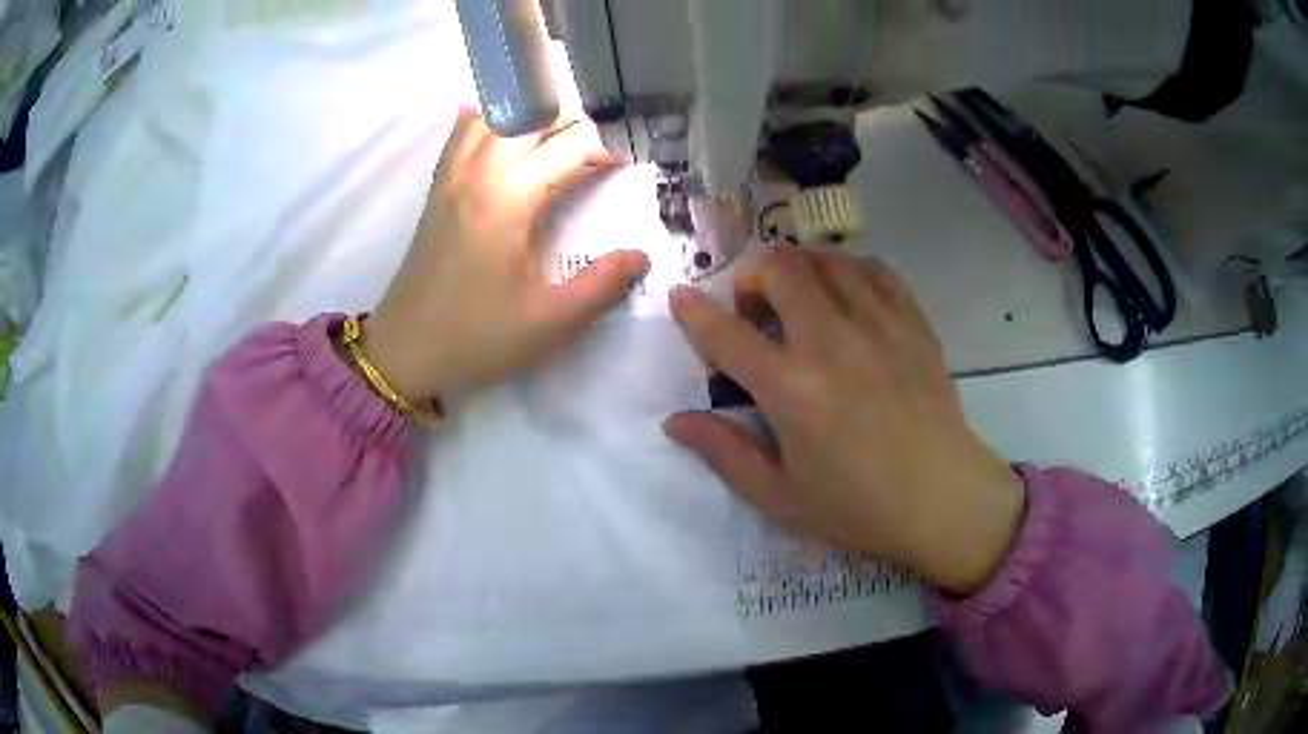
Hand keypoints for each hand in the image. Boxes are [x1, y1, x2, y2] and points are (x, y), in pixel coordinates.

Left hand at [364, 111, 649, 401]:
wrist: (405, 350)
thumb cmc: (476, 337)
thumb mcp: (549, 323)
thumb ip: (602, 286)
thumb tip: (641, 256)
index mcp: (508, 198)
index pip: (569, 144)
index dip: (604, 150)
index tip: (621, 169)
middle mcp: (478, 172)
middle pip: (533, 118)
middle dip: (572, 127)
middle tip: (593, 156)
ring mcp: (452, 176)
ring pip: (495, 116)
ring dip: (531, 120)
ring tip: (553, 145)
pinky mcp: (438, 188)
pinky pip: (463, 134)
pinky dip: (490, 123)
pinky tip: (506, 139)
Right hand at [664, 249, 1024, 594]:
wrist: (943, 500)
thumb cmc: (858, 507)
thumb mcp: (780, 496)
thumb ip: (724, 452)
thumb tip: (674, 421)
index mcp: (791, 389)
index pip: (725, 333)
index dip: (693, 311)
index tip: (681, 298)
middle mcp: (831, 342)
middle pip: (779, 269)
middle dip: (753, 278)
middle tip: (756, 313)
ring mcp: (878, 325)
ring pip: (826, 260)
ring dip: (800, 271)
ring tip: (801, 303)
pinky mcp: (912, 323)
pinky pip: (874, 270)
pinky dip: (848, 272)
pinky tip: (847, 299)